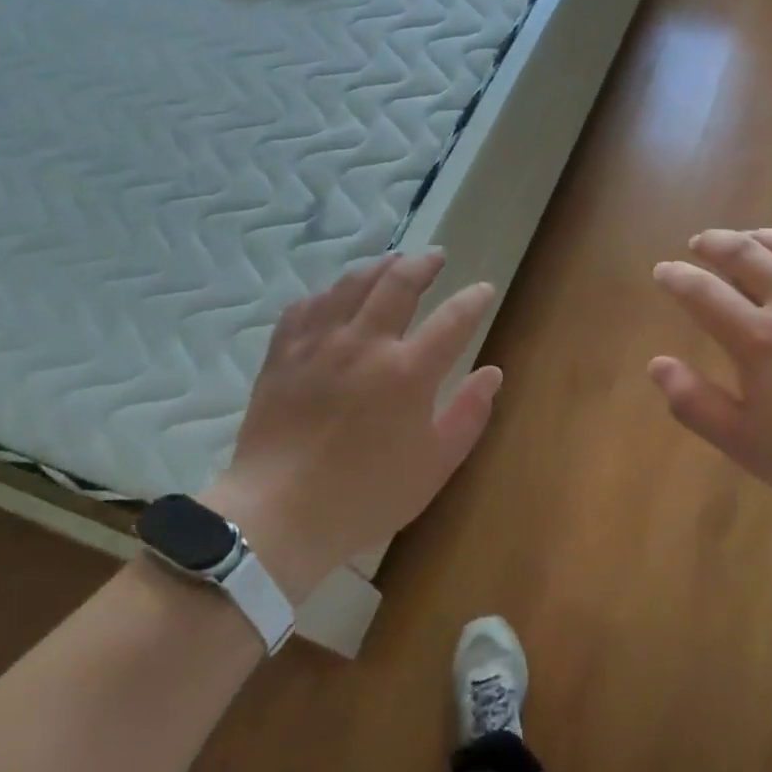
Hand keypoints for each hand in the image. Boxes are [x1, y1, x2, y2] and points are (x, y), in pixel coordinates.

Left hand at [200, 252, 501, 603]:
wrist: (279, 515)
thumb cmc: (366, 496)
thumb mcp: (434, 466)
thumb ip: (468, 414)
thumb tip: (492, 373)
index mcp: (408, 372)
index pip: (453, 319)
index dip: (473, 299)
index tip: (483, 290)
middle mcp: (365, 344)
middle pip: (398, 283)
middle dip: (423, 264)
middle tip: (435, 257)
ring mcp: (319, 344)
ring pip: (351, 285)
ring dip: (378, 268)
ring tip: (391, 263)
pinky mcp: (283, 354)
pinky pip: (306, 307)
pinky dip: (327, 294)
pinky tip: (334, 297)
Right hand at [650, 228, 771, 531]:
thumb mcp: (747, 444)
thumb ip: (696, 403)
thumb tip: (656, 365)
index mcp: (757, 339)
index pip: (703, 292)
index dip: (677, 277)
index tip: (663, 270)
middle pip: (747, 255)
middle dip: (715, 243)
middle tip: (700, 243)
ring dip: (763, 236)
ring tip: (749, 238)